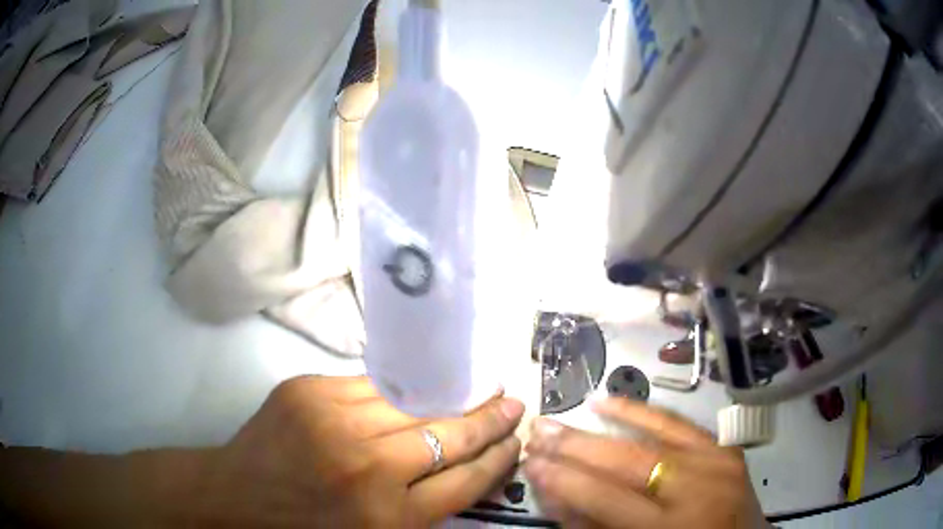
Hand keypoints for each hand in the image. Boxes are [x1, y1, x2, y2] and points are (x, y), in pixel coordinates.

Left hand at [194, 376, 524, 526]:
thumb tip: (464, 463)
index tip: (517, 440)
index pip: (465, 481)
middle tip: (511, 403)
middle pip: (448, 436)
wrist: (235, 496)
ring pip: (412, 403)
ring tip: (476, 389)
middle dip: (487, 420)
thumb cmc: (308, 528)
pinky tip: (419, 387)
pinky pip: (370, 386)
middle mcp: (367, 468)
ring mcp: (333, 421)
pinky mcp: (307, 390)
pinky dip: (398, 391)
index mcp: (387, 518)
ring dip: (449, 399)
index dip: (497, 458)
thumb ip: (421, 507)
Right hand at [523, 398, 766, 528]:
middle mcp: (699, 490)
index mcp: (672, 528)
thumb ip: (593, 526)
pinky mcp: (726, 448)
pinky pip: (681, 425)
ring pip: (654, 434)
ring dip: (605, 424)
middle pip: (629, 460)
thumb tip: (554, 492)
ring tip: (569, 415)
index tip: (531, 462)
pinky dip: (645, 413)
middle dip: (578, 446)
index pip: (606, 497)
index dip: (564, 479)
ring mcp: (718, 462)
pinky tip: (615, 403)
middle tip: (539, 430)